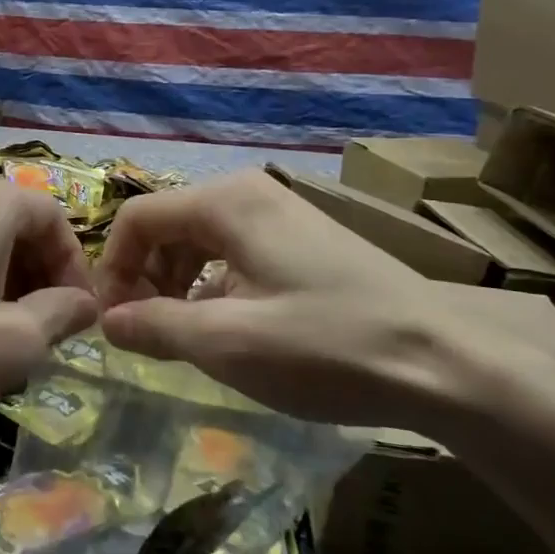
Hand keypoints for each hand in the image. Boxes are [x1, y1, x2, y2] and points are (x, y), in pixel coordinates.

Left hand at [0, 173, 98, 440]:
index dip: (74, 265)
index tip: (77, 318)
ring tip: (3, 340)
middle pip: (16, 224)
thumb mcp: (11, 344)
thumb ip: (61, 315)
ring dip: (5, 284)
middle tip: (43, 332)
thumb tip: (83, 302)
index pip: (53, 215)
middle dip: (40, 276)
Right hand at [94, 170, 554, 439]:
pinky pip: (236, 252)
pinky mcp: (305, 238)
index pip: (136, 218)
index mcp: (225, 201)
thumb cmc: (327, 346)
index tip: (112, 324)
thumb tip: (107, 322)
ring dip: (178, 284)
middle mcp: (249, 192)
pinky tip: (230, 327)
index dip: (113, 269)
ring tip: (184, 337)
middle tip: (146, 336)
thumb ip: (154, 327)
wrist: (448, 362)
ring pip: (201, 240)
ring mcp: (282, 212)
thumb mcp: (227, 343)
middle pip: (168, 226)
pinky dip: (215, 286)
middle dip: (146, 278)